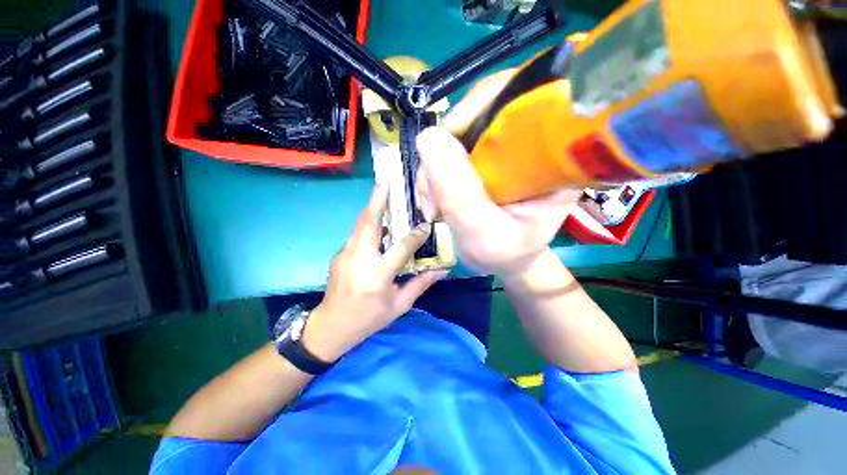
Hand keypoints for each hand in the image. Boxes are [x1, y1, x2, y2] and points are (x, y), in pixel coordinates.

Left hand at [302, 184, 447, 361]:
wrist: (331, 327)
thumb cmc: (369, 319)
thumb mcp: (399, 305)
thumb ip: (420, 284)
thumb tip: (442, 270)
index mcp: (377, 276)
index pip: (400, 248)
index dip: (415, 236)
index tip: (426, 226)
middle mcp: (359, 260)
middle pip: (369, 223)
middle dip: (378, 200)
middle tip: (387, 181)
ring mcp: (345, 255)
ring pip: (360, 224)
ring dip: (372, 207)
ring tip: (383, 191)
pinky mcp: (340, 254)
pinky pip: (357, 233)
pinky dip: (368, 223)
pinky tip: (378, 221)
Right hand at [415, 71, 581, 277]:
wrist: (505, 259)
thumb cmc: (506, 253)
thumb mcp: (485, 234)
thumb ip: (461, 195)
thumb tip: (428, 138)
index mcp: (554, 154)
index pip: (523, 98)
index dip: (476, 112)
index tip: (446, 158)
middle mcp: (533, 139)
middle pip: (481, 109)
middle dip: (445, 151)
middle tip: (433, 196)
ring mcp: (506, 144)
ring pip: (459, 129)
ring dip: (434, 166)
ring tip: (432, 204)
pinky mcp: (485, 154)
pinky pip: (450, 147)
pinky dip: (434, 171)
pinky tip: (432, 198)